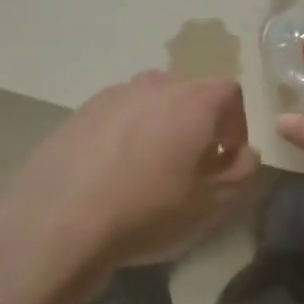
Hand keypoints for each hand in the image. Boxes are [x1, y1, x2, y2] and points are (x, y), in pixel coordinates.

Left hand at [0, 71, 261, 271]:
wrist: (59, 218)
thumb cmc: (148, 209)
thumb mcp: (213, 203)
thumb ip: (243, 171)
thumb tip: (244, 152)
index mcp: (192, 100)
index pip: (230, 92)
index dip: (236, 123)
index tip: (225, 157)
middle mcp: (154, 85)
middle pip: (188, 94)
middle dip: (197, 125)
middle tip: (190, 166)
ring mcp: (112, 95)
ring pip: (149, 104)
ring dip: (159, 128)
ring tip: (148, 170)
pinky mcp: (79, 112)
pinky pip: (116, 117)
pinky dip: (125, 135)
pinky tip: (112, 173)